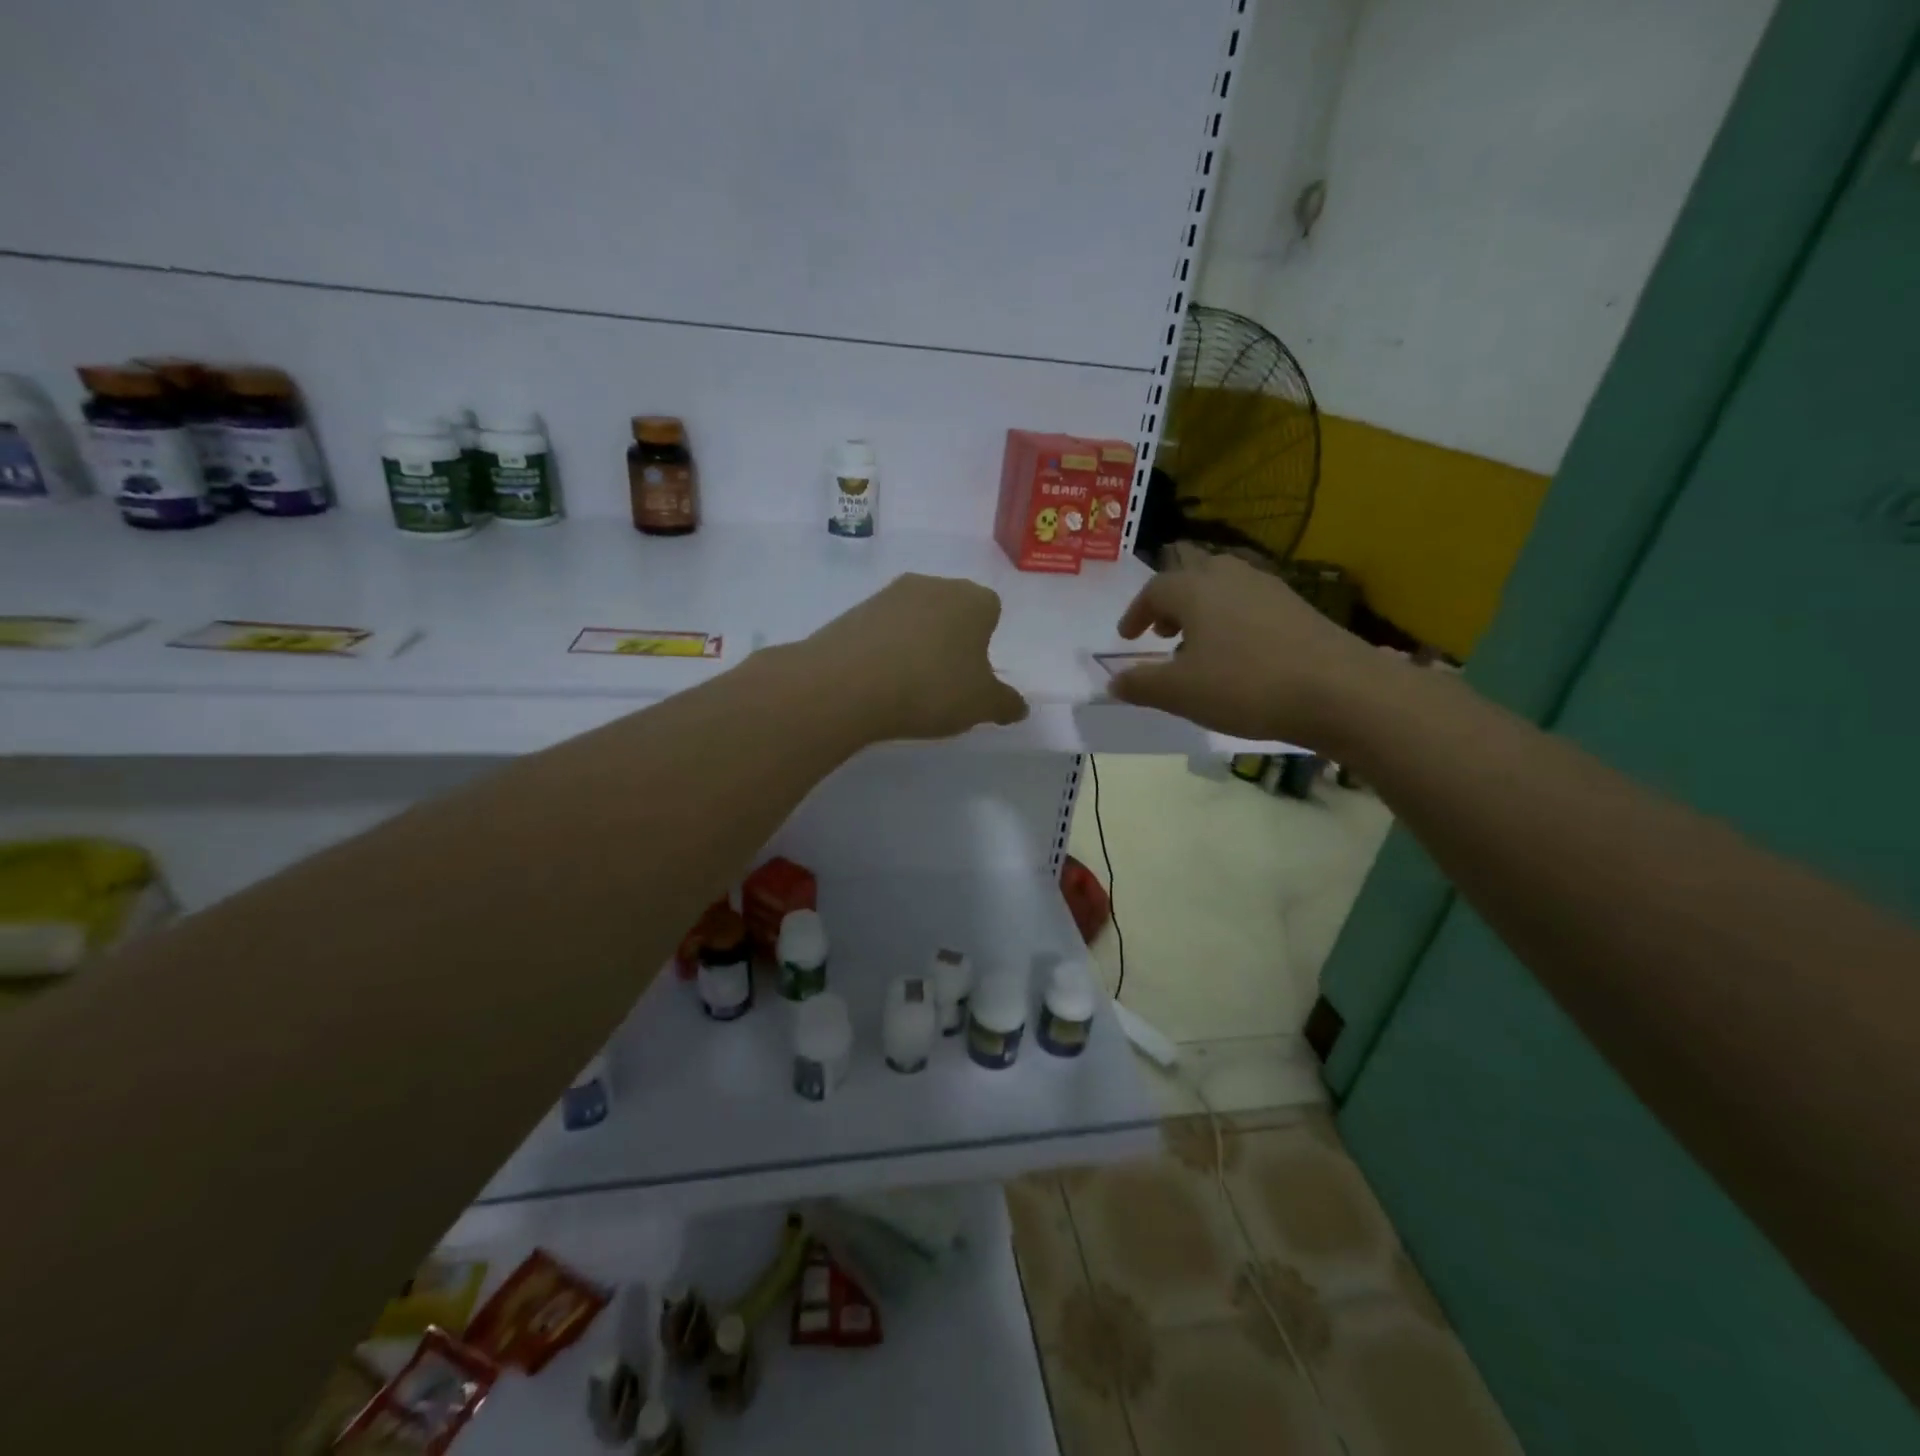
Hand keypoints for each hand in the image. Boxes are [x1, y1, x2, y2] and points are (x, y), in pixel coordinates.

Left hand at [804, 573, 1029, 740]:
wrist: (847, 684)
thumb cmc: (931, 688)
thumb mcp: (980, 705)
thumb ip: (1005, 703)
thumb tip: (1018, 707)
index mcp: (973, 599)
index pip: (991, 610)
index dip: (986, 641)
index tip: (974, 673)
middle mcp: (933, 585)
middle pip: (952, 610)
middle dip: (952, 639)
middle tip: (945, 680)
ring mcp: (889, 594)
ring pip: (915, 618)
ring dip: (916, 643)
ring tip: (909, 684)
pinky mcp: (854, 610)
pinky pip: (882, 629)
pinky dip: (885, 649)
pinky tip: (879, 681)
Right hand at [1109, 553, 1384, 745]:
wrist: (1339, 690)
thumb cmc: (1245, 686)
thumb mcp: (1180, 693)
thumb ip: (1141, 685)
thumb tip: (1113, 682)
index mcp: (1195, 590)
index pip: (1154, 589)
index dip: (1135, 613)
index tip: (1128, 637)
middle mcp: (1230, 577)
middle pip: (1191, 574)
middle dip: (1171, 601)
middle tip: (1162, 631)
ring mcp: (1269, 588)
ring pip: (1223, 586)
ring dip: (1202, 609)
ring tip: (1198, 644)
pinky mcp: (1298, 606)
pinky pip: (1250, 602)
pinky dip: (1232, 618)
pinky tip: (1239, 653)